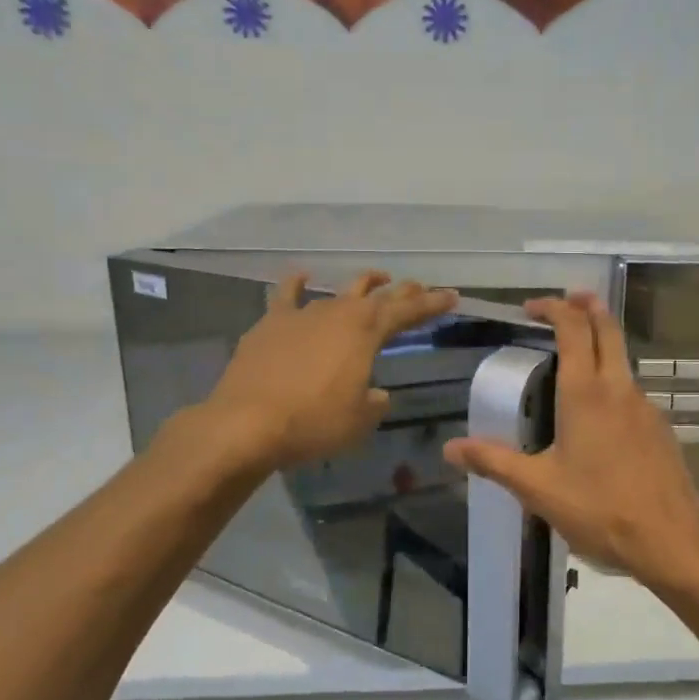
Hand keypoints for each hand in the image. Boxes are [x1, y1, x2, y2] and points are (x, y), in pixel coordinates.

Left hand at [193, 271, 455, 470]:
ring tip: (376, 279)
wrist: (247, 423)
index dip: (431, 304)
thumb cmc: (314, 422)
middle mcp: (337, 314)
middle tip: (419, 288)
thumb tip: (374, 394)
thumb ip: (374, 402)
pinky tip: (301, 275)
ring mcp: (301, 315)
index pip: (407, 312)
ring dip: (360, 285)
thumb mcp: (360, 419)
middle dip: (402, 291)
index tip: (451, 296)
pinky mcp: (270, 325)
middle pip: (377, 296)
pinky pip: (286, 296)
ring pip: (338, 292)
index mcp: (365, 332)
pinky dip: (296, 283)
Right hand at [444, 293, 698, 594]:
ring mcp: (646, 408)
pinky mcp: (661, 429)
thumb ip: (494, 462)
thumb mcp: (538, 488)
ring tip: (577, 359)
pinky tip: (601, 415)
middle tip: (568, 300)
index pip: (573, 330)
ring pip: (623, 361)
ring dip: (602, 345)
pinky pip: (633, 392)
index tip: (533, 307)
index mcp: (585, 394)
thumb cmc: (598, 509)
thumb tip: (450, 448)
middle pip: (608, 330)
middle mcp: (619, 389)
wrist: (670, 541)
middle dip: (588, 307)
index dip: (554, 308)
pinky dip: (614, 382)